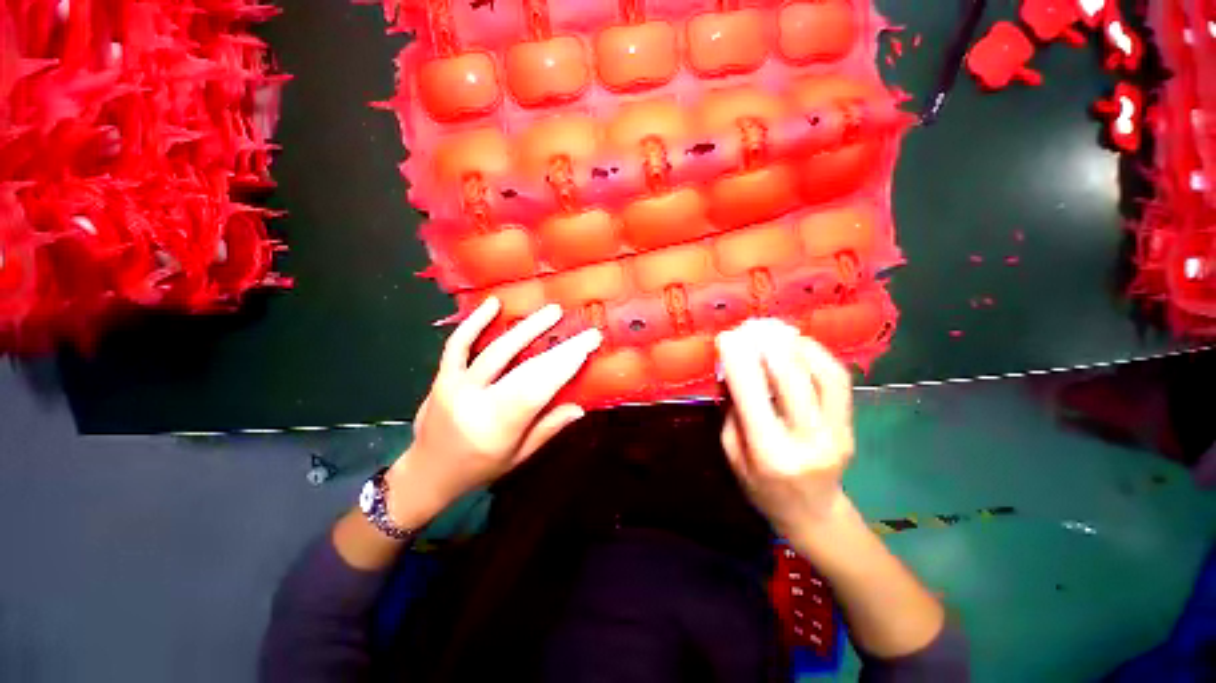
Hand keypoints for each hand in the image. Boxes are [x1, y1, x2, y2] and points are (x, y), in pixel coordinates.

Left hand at [387, 297, 602, 519]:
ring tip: (552, 311)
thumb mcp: (518, 457)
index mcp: (498, 428)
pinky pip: (457, 345)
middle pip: (524, 369)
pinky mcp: (442, 376)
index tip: (588, 345)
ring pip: (496, 351)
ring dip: (526, 328)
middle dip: (559, 349)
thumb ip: (547, 429)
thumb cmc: (478, 469)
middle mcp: (476, 403)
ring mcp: (455, 386)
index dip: (565, 365)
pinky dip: (474, 322)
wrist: (426, 473)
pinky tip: (494, 304)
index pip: (539, 389)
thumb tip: (580, 407)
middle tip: (583, 330)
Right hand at [716, 319, 855, 536]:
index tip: (727, 337)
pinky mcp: (850, 426)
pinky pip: (838, 381)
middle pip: (791, 380)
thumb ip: (733, 414)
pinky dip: (818, 355)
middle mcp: (807, 441)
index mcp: (769, 453)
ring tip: (775, 329)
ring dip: (796, 346)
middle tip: (752, 326)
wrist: (814, 514)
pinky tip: (799, 344)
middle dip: (769, 345)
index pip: (752, 396)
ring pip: (823, 376)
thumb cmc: (762, 489)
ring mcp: (836, 432)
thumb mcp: (733, 456)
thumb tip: (733, 370)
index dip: (739, 361)